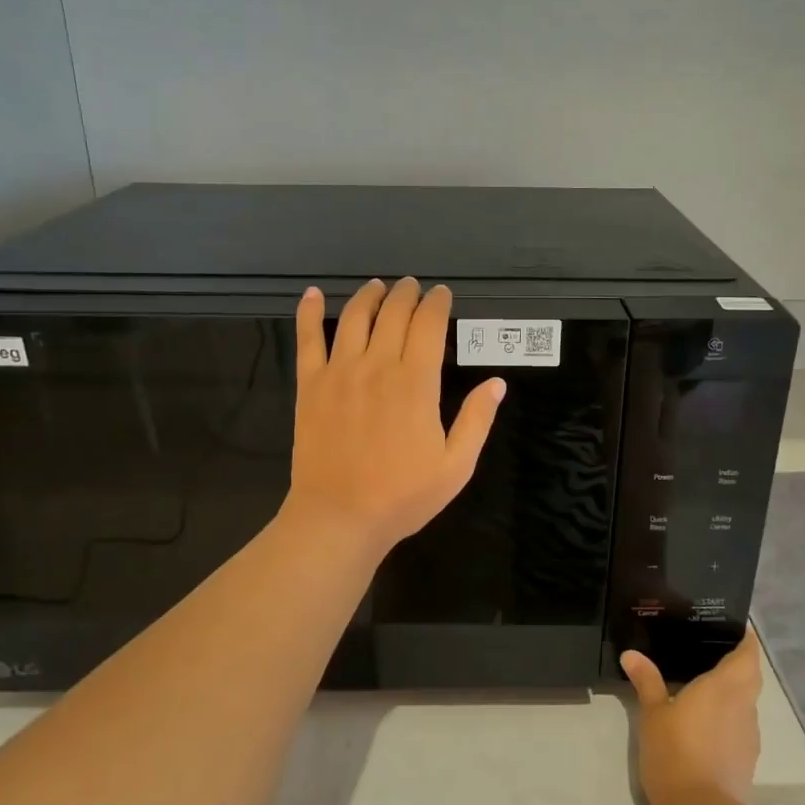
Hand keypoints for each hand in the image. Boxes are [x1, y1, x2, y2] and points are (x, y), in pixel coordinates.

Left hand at [284, 277, 505, 556]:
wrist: (339, 517)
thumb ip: (477, 420)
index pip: (428, 325)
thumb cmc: (403, 496)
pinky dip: (308, 312)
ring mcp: (339, 372)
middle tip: (412, 286)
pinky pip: (307, 339)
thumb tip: (497, 382)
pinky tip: (312, 294)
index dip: (437, 303)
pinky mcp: (310, 385)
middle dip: (406, 294)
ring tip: (377, 286)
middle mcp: (377, 366)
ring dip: (368, 296)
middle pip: (392, 313)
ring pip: (353, 317)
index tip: (442, 295)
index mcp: (416, 382)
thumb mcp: (456, 466)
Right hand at [621, 630, 762, 804]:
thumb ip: (646, 681)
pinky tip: (705, 727)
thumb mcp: (652, 713)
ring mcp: (749, 736)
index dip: (744, 639)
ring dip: (732, 695)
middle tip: (707, 655)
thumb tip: (631, 654)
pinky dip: (727, 721)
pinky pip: (740, 729)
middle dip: (736, 664)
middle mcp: (745, 706)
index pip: (748, 653)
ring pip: (746, 704)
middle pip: (750, 676)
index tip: (730, 629)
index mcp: (726, 686)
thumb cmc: (675, 751)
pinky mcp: (747, 761)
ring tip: (702, 690)